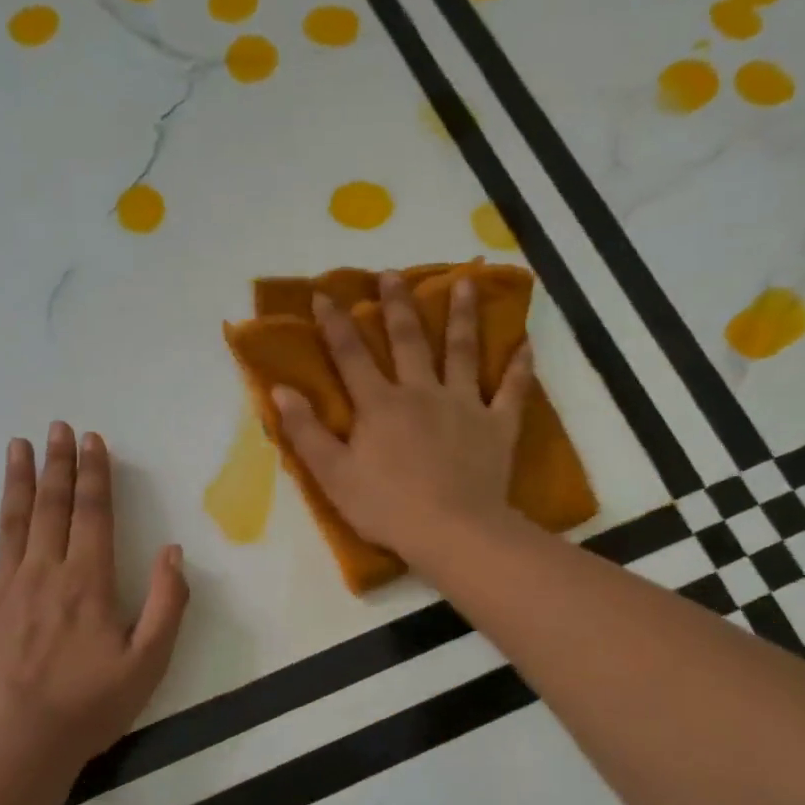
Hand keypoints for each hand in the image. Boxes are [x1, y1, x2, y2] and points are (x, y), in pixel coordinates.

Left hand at [0, 424, 188, 781]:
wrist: (20, 748)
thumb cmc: (91, 706)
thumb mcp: (149, 662)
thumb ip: (167, 603)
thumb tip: (172, 551)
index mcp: (88, 582)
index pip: (93, 514)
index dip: (95, 474)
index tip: (93, 440)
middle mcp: (43, 574)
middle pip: (51, 508)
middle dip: (58, 464)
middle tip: (57, 427)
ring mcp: (1, 591)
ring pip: (10, 524)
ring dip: (17, 482)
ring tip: (18, 446)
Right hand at [272, 273, 533, 558]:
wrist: (451, 531)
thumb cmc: (385, 507)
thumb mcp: (332, 475)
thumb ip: (305, 431)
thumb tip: (279, 390)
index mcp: (379, 404)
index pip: (351, 356)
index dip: (335, 324)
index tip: (324, 294)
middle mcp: (421, 392)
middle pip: (408, 340)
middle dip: (397, 305)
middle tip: (393, 273)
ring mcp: (464, 405)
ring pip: (463, 352)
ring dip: (462, 316)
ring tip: (464, 282)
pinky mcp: (497, 426)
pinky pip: (512, 391)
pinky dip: (519, 367)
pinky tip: (525, 344)